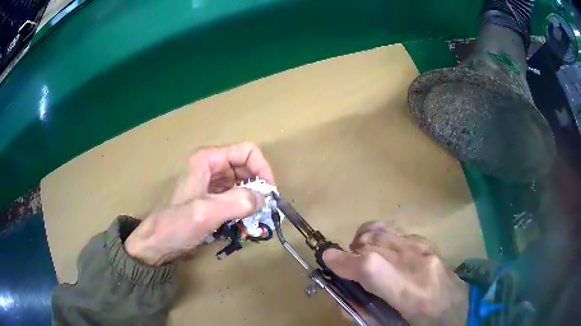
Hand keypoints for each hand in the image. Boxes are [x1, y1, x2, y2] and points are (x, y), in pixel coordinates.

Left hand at [125, 142, 274, 265]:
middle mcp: (210, 166)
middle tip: (265, 209)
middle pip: (246, 166)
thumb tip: (265, 198)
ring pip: (242, 182)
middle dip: (259, 186)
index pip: (247, 151)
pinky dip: (243, 207)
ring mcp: (210, 183)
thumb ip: (237, 202)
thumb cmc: (175, 225)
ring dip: (252, 198)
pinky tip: (244, 221)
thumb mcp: (206, 212)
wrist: (156, 243)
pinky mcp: (210, 198)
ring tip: (256, 218)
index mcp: (207, 159)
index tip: (270, 195)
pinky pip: (235, 196)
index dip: (262, 169)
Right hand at [323, 222, 467, 325]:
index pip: (370, 267)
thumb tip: (338, 296)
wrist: (461, 307)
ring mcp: (423, 247)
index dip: (342, 260)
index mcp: (409, 291)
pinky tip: (384, 256)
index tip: (325, 260)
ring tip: (364, 259)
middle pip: (371, 242)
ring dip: (363, 242)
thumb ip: (362, 313)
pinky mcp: (426, 241)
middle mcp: (416, 261)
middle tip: (349, 270)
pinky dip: (379, 239)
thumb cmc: (425, 322)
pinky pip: (393, 231)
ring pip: (380, 230)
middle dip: (351, 253)